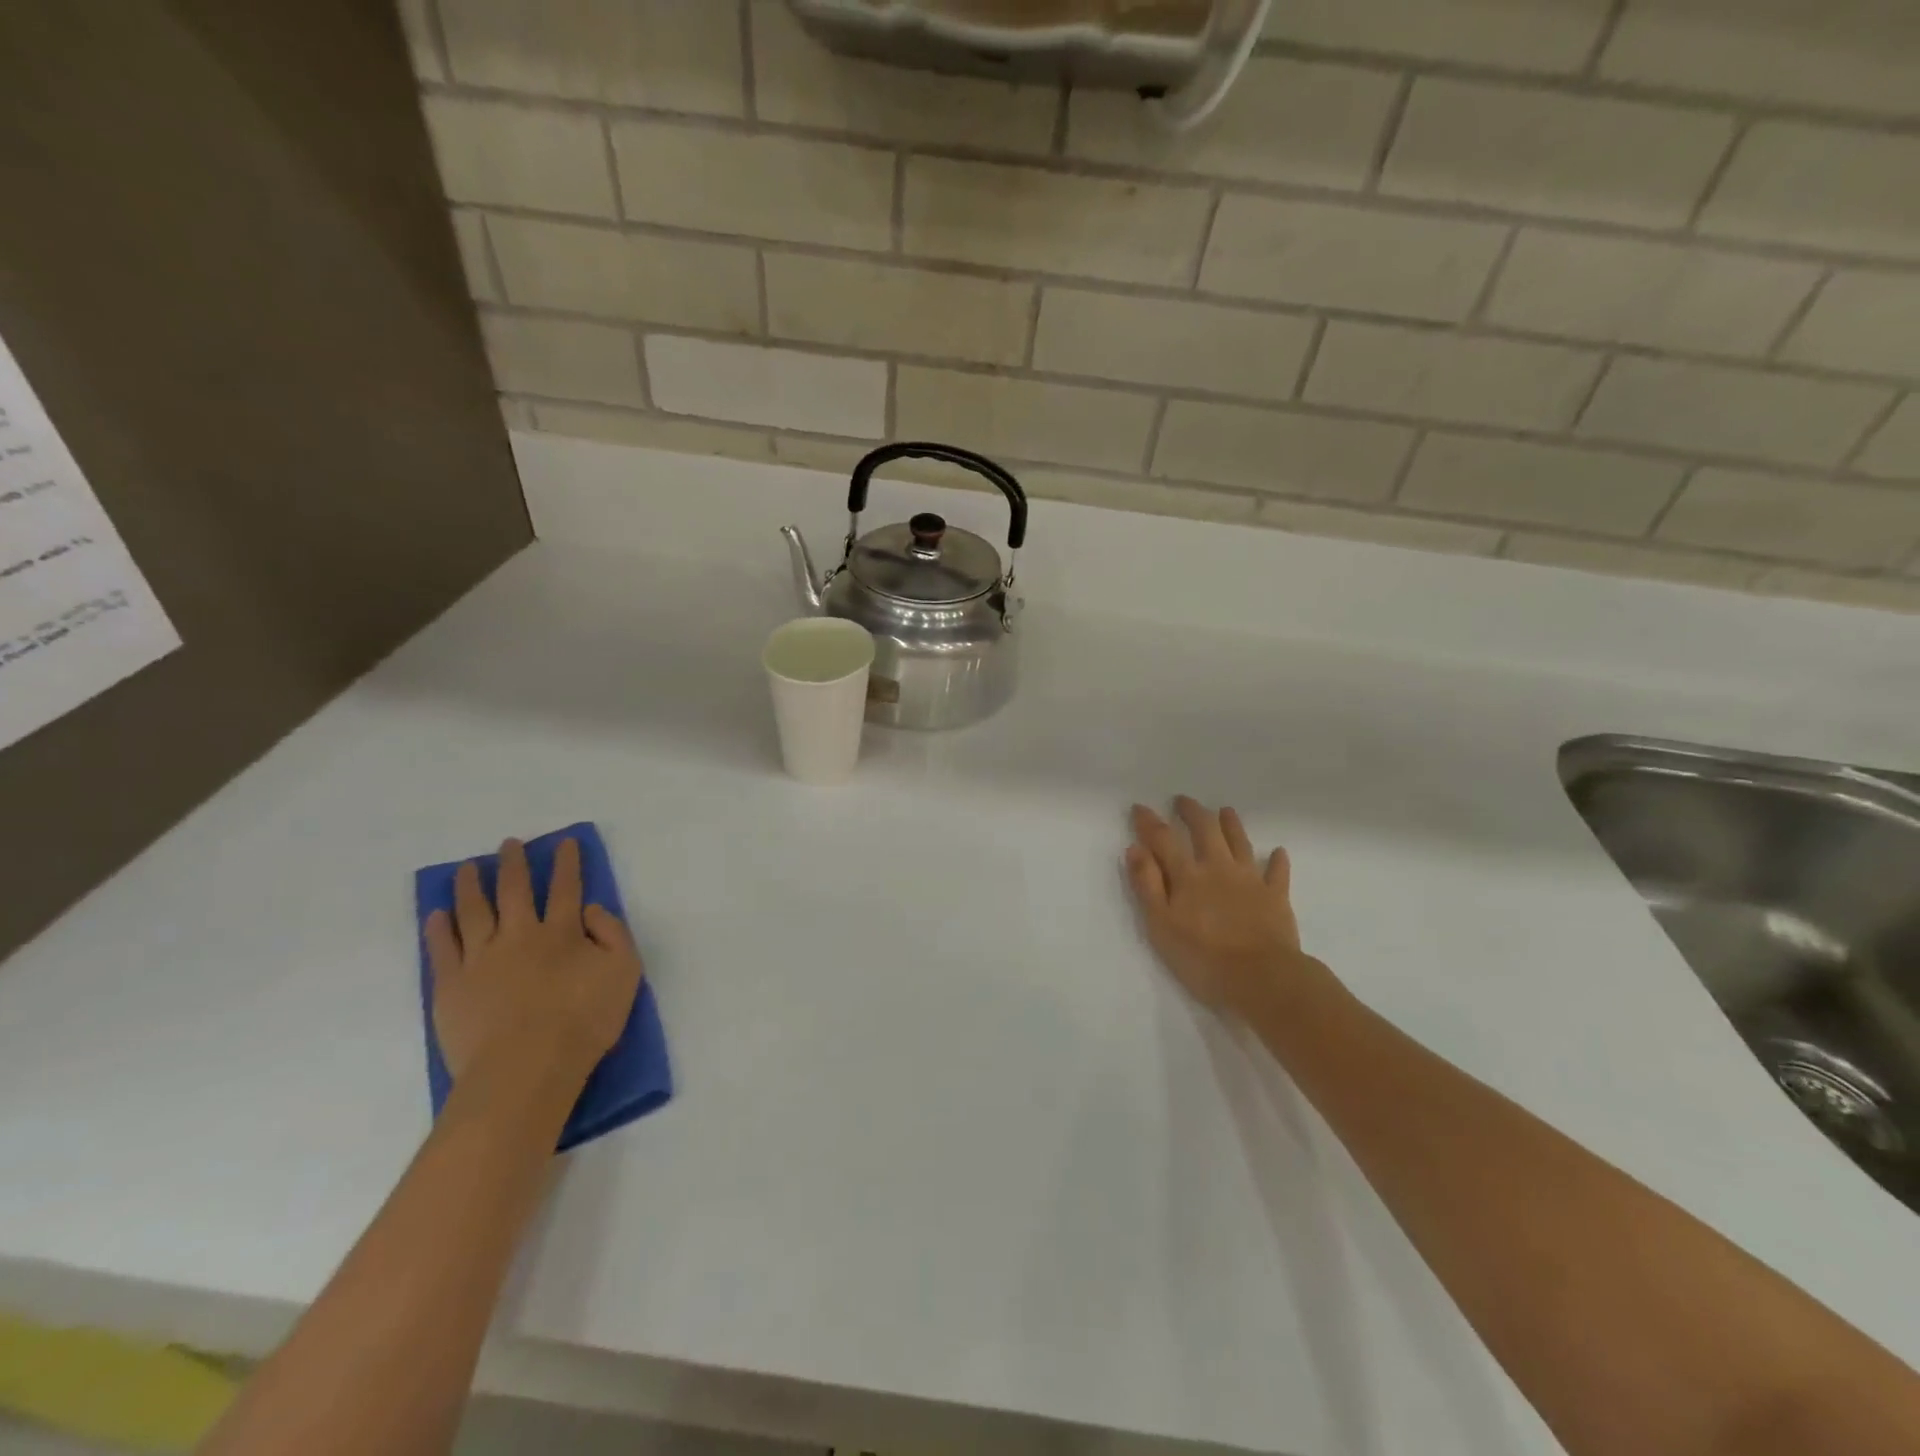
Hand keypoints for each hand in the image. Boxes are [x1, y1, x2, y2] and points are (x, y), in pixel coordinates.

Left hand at [425, 838, 644, 1092]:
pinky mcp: (451, 986)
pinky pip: (442, 949)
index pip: (567, 888)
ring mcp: (480, 959)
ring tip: (468, 867)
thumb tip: (591, 909)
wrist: (526, 1068)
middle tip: (509, 844)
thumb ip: (614, 934)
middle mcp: (520, 935)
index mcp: (563, 932)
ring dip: (472, 886)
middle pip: (515, 891)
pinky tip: (437, 913)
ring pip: (474, 911)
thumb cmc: (584, 1021)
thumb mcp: (625, 973)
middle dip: (514, 864)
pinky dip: (440, 928)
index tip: (563, 842)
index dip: (567, 863)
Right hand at [1125, 798, 1320, 1017]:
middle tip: (1183, 800)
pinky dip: (1276, 861)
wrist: (1262, 978)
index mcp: (1188, 875)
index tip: (1140, 808)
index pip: (1164, 839)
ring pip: (1240, 843)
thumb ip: (1147, 885)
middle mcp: (1218, 868)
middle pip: (1205, 830)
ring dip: (1231, 825)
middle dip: (1192, 812)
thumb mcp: (1161, 925)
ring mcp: (1250, 880)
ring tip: (1225, 811)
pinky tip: (1277, 852)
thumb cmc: (1203, 957)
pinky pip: (1277, 873)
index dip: (1150, 822)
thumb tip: (1135, 848)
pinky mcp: (1276, 897)